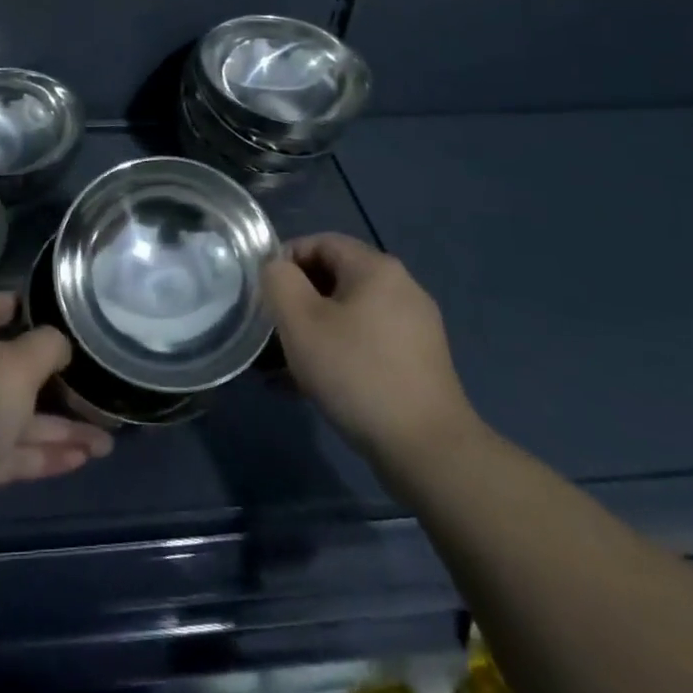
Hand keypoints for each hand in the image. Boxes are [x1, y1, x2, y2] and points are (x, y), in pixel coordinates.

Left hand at [0, 291, 112, 556]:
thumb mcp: (16, 364)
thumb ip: (46, 346)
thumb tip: (59, 343)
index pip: (0, 306)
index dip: (31, 307)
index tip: (69, 316)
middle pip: (17, 367)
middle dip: (59, 380)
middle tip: (100, 388)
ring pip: (21, 415)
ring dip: (62, 427)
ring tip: (107, 440)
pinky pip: (14, 452)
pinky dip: (45, 454)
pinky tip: (83, 460)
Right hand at [263, 233, 479, 467]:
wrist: (428, 451)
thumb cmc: (357, 373)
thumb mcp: (300, 321)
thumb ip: (279, 281)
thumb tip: (277, 269)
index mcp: (376, 268)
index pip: (320, 242)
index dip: (286, 260)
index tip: (264, 293)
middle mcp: (401, 288)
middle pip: (335, 279)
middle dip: (297, 302)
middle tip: (271, 331)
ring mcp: (414, 328)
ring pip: (349, 315)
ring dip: (314, 332)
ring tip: (284, 366)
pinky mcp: (418, 364)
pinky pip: (366, 344)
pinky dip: (338, 354)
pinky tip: (313, 387)